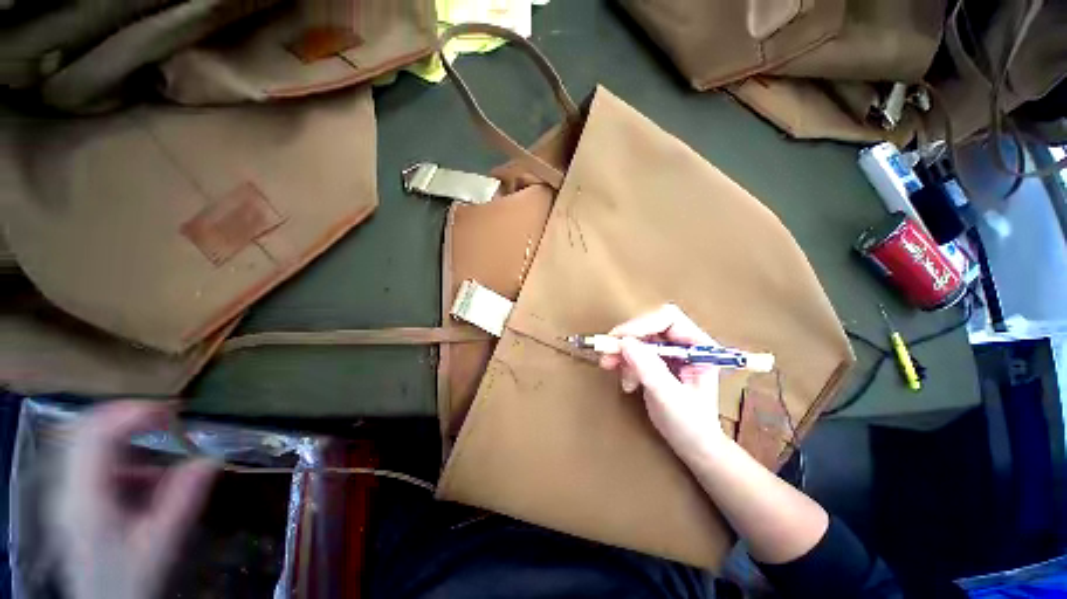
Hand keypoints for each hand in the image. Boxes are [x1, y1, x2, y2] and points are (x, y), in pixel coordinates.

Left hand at [50, 401, 216, 598]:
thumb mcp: (161, 544)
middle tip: (169, 417)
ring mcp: (71, 491)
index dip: (135, 413)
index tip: (175, 412)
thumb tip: (212, 459)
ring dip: (127, 434)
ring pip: (91, 442)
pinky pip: (96, 461)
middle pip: (88, 429)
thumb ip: (184, 500)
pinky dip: (124, 455)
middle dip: (129, 415)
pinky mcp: (78, 498)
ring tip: (162, 441)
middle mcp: (71, 485)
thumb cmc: (131, 578)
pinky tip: (147, 476)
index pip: (99, 434)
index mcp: (86, 495)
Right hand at [599, 304, 726, 457]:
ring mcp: (669, 352)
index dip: (642, 324)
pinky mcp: (656, 361)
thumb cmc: (691, 425)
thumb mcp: (669, 397)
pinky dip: (624, 363)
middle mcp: (684, 343)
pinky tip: (626, 382)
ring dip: (621, 352)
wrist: (693, 446)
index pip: (668, 319)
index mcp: (698, 346)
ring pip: (638, 338)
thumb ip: (649, 369)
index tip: (619, 339)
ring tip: (609, 367)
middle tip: (606, 353)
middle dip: (626, 339)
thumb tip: (624, 343)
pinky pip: (634, 352)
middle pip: (649, 326)